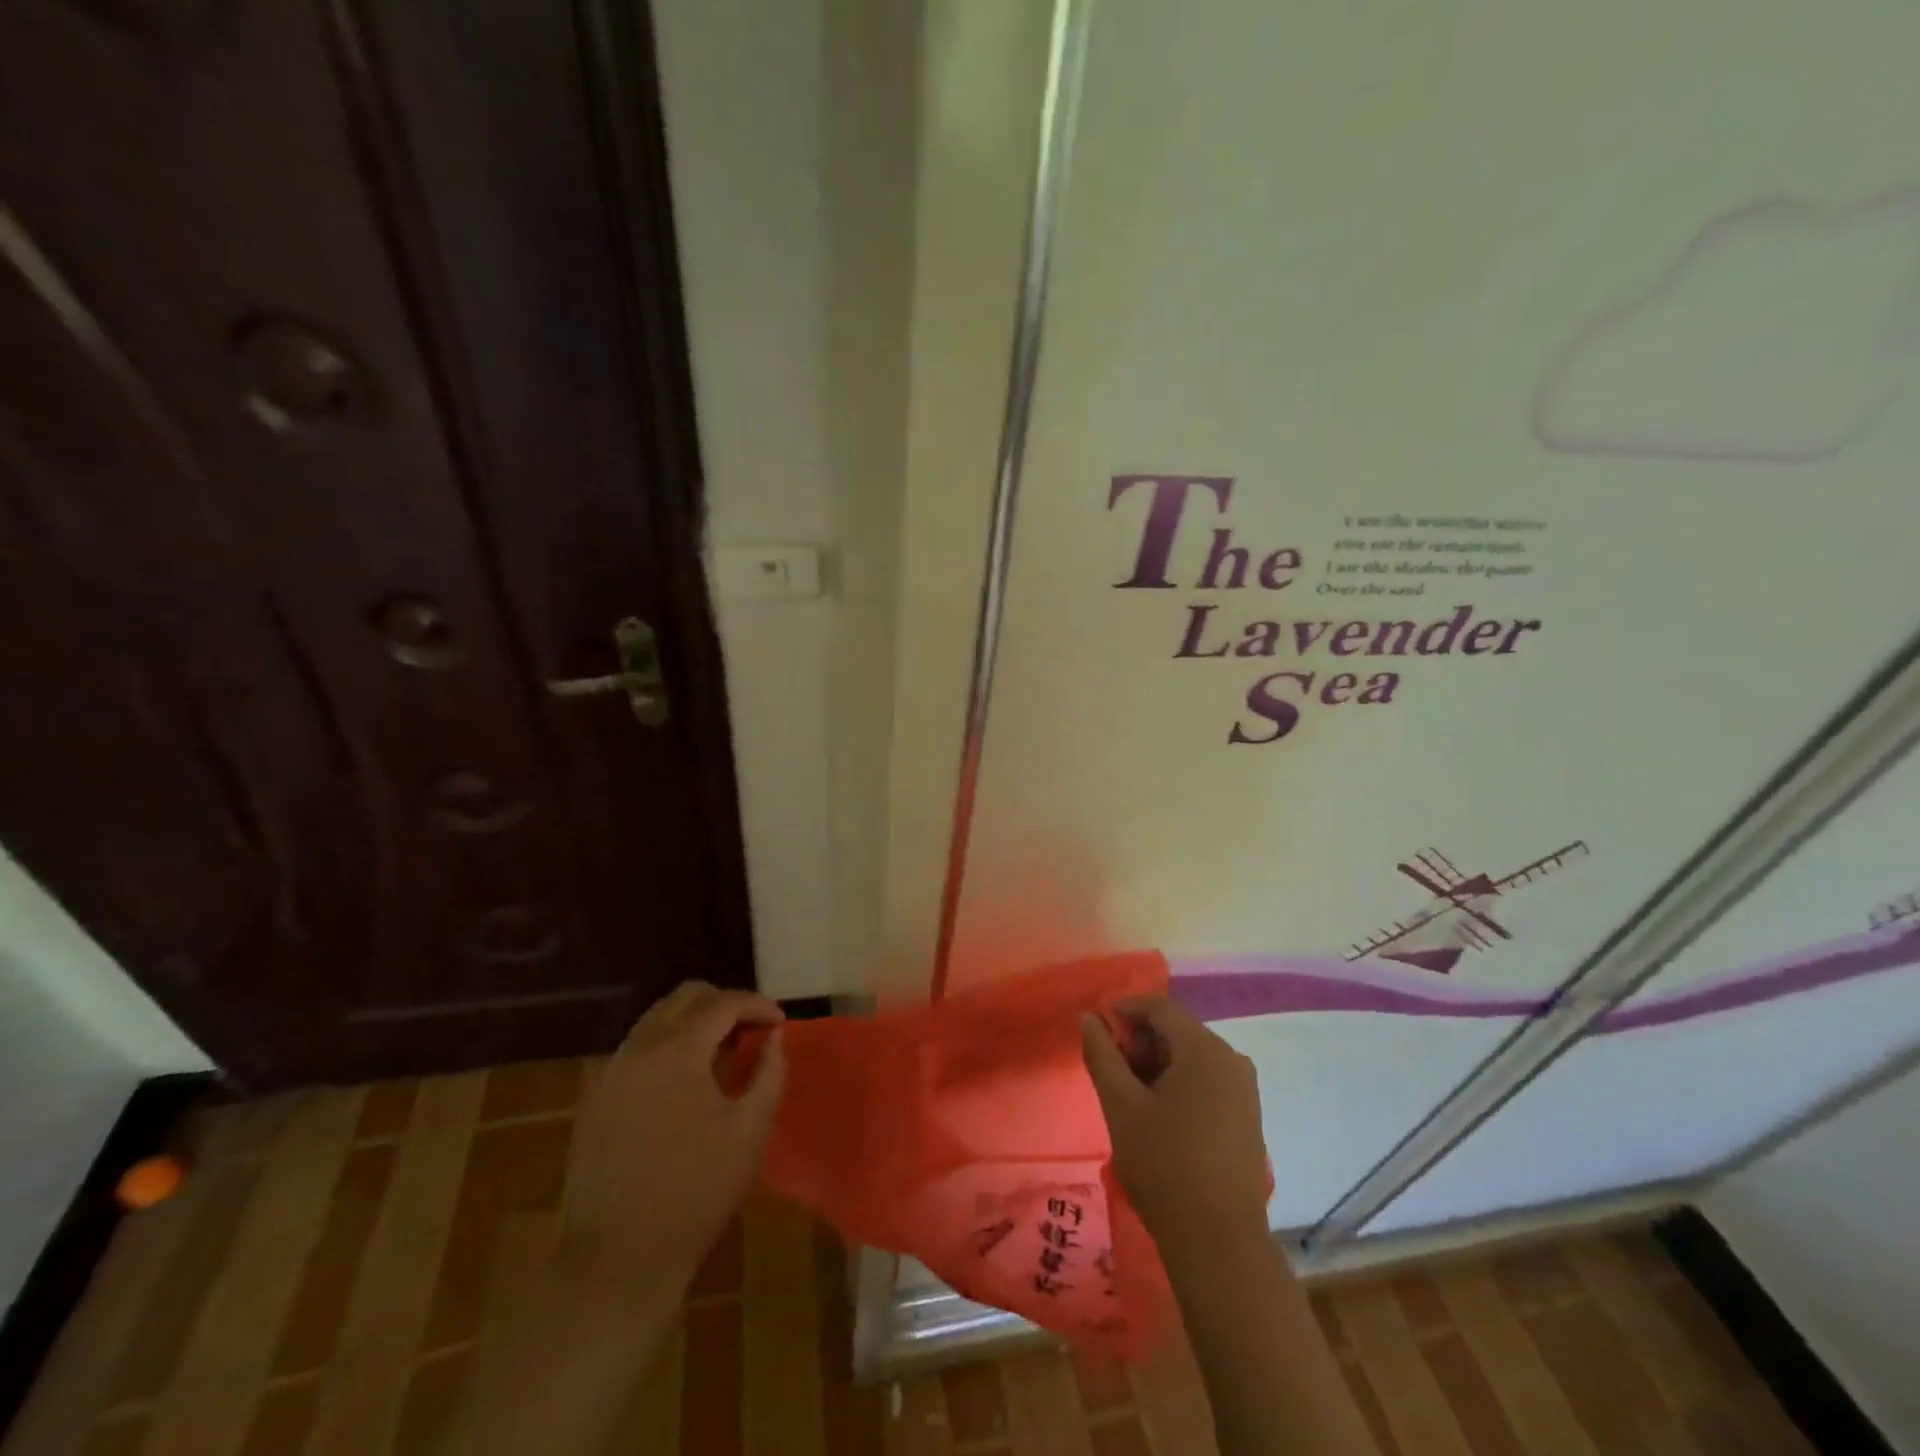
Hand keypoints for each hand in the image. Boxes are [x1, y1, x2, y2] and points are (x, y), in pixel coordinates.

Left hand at [562, 981, 785, 1289]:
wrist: (617, 1261)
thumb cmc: (696, 1193)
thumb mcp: (751, 1131)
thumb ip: (770, 1072)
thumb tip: (774, 1038)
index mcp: (676, 1052)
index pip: (722, 1003)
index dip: (757, 1005)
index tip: (780, 1023)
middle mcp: (637, 1048)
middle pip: (685, 997)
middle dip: (724, 1004)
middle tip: (752, 1032)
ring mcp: (610, 1072)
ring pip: (658, 1019)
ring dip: (694, 1023)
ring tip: (722, 1055)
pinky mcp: (596, 1097)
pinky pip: (638, 1048)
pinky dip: (669, 1046)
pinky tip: (686, 1083)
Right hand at [1081, 997, 1269, 1250]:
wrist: (1219, 1243)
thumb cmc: (1164, 1165)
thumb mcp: (1120, 1105)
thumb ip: (1102, 1054)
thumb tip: (1089, 1017)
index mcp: (1204, 1049)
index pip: (1159, 1007)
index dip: (1124, 1009)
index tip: (1096, 1027)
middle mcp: (1231, 1059)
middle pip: (1177, 1030)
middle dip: (1139, 1039)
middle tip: (1108, 1065)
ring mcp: (1244, 1089)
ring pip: (1191, 1056)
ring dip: (1156, 1062)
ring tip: (1127, 1092)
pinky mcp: (1247, 1116)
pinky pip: (1206, 1080)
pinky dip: (1178, 1082)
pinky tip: (1156, 1113)